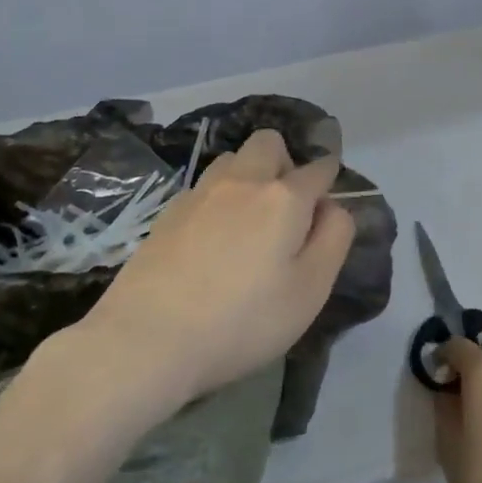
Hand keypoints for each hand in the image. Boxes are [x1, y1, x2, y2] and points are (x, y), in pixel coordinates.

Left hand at [80, 127, 355, 410]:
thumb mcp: (310, 289)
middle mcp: (241, 181)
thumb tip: (332, 207)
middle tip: (288, 210)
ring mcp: (198, 193)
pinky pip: (204, 187)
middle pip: (269, 143)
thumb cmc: (243, 320)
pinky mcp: (167, 213)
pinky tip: (213, 239)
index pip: (319, 168)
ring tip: (249, 222)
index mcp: (283, 197)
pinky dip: (219, 198)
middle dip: (286, 162)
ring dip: (249, 175)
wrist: (147, 339)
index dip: (330, 179)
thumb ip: (333, 239)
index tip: (328, 203)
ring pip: (232, 159)